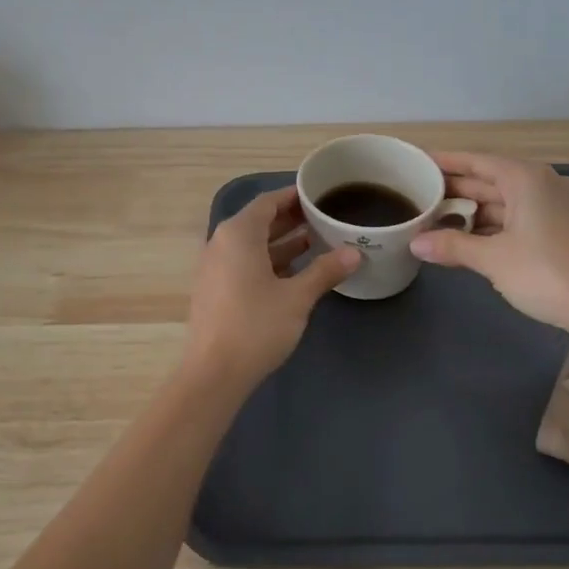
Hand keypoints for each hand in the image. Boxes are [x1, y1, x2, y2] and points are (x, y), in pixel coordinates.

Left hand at [183, 186, 358, 388]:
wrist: (214, 374)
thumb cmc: (256, 326)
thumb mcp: (297, 297)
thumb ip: (325, 270)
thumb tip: (355, 253)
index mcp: (238, 234)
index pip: (268, 202)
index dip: (294, 196)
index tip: (320, 194)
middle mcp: (222, 242)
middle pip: (259, 220)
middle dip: (292, 219)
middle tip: (326, 217)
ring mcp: (215, 267)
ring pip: (253, 244)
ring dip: (283, 241)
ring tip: (319, 241)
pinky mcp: (215, 289)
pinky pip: (245, 262)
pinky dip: (269, 261)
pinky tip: (296, 271)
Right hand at [409, 152, 568, 337]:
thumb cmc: (545, 272)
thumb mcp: (492, 259)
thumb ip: (452, 246)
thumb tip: (415, 244)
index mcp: (525, 178)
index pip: (476, 161)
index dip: (446, 162)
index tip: (418, 163)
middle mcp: (541, 184)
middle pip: (489, 180)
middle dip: (455, 190)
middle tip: (417, 195)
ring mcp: (554, 206)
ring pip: (503, 201)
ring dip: (471, 212)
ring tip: (434, 220)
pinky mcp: (560, 228)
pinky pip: (517, 217)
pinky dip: (491, 226)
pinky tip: (466, 239)